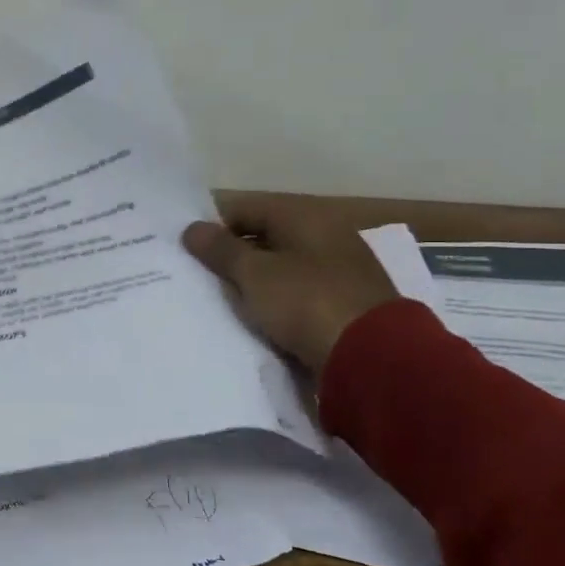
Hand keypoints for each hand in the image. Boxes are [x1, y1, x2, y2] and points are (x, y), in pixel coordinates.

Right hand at [181, 194, 399, 374]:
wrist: (373, 356)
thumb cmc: (306, 302)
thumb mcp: (253, 274)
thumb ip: (220, 250)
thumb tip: (192, 228)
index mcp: (304, 215)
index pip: (245, 209)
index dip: (215, 228)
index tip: (191, 255)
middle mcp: (325, 233)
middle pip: (264, 237)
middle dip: (234, 257)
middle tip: (204, 280)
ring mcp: (339, 268)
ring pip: (282, 267)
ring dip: (256, 282)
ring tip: (228, 302)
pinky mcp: (345, 301)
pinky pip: (299, 293)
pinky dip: (279, 301)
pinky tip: (262, 319)